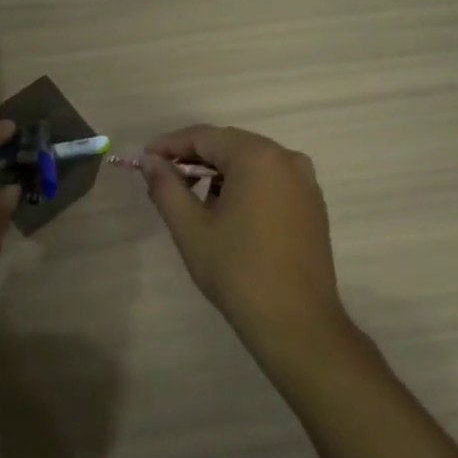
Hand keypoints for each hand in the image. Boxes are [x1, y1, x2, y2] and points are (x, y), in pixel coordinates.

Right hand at [140, 124, 350, 359]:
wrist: (295, 321)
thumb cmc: (236, 270)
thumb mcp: (190, 227)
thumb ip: (166, 186)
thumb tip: (150, 161)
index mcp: (257, 157)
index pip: (203, 136)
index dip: (169, 145)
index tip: (144, 160)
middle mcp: (286, 159)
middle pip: (230, 145)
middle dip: (194, 157)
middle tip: (164, 178)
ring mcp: (305, 182)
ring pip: (251, 162)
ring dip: (219, 172)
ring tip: (193, 199)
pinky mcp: (312, 204)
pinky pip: (270, 180)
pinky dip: (244, 185)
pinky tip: (227, 212)